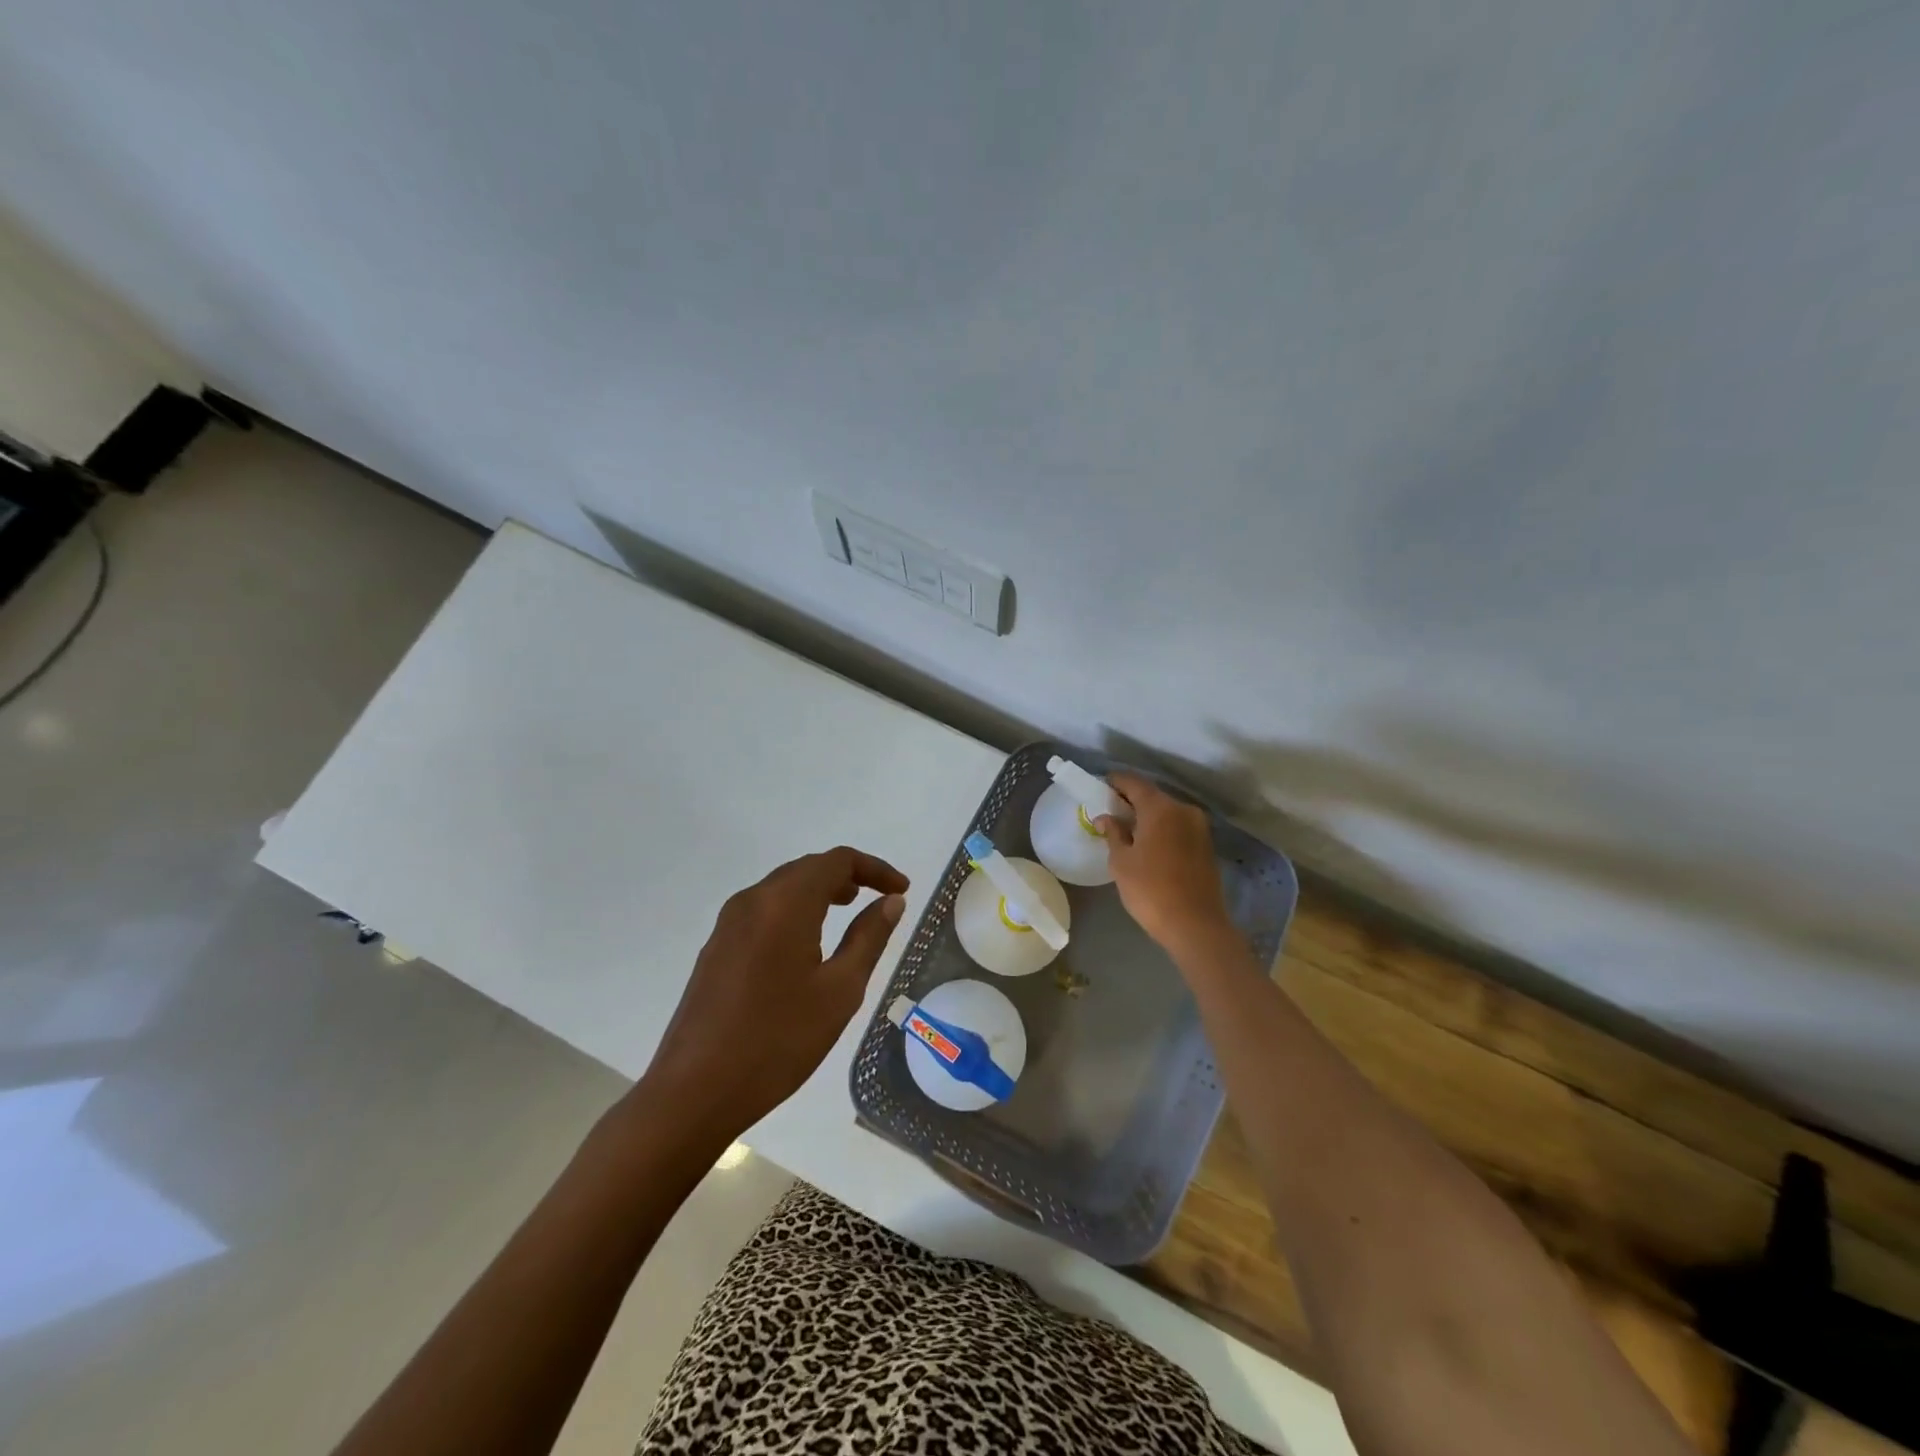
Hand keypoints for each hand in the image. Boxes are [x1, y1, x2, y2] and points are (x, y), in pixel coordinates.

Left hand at [640, 846, 908, 1139]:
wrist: (694, 1092)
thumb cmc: (778, 1041)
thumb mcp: (839, 991)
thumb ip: (869, 938)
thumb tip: (891, 902)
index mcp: (785, 903)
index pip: (837, 861)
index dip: (874, 868)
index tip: (902, 889)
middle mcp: (753, 900)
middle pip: (807, 868)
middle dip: (847, 876)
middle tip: (878, 899)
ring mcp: (728, 923)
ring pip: (783, 887)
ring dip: (819, 890)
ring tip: (847, 911)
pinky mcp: (716, 946)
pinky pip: (763, 909)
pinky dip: (794, 909)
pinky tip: (806, 942)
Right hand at [1099, 772, 1232, 953]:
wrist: (1195, 925)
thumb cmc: (1150, 890)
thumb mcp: (1121, 862)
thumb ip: (1113, 833)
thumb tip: (1105, 817)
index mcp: (1160, 808)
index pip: (1134, 783)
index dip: (1116, 782)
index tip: (1101, 786)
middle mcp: (1183, 810)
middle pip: (1152, 796)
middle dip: (1131, 800)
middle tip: (1111, 811)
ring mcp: (1199, 827)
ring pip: (1167, 812)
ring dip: (1148, 816)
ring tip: (1128, 830)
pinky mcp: (1206, 845)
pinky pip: (1178, 826)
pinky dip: (1162, 828)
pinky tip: (1149, 844)